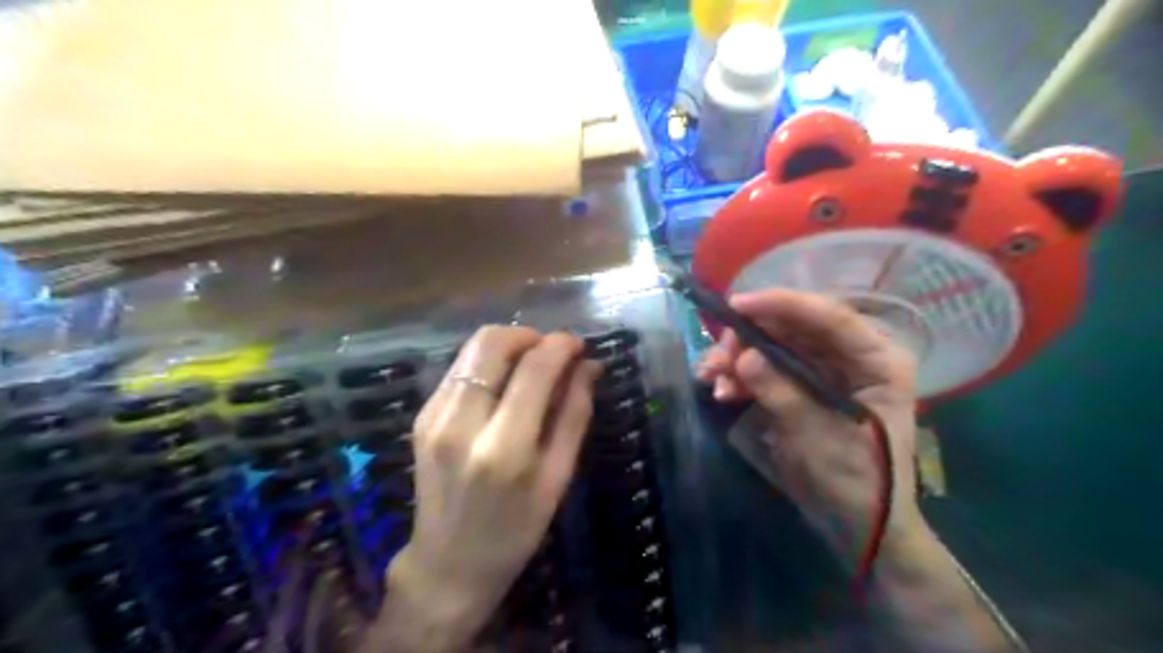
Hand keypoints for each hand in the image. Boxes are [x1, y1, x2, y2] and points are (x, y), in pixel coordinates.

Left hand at [397, 326, 603, 636]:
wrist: (447, 566)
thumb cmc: (515, 530)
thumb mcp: (558, 478)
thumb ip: (574, 414)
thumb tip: (588, 366)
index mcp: (503, 447)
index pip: (534, 368)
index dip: (561, 345)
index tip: (579, 345)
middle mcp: (461, 422)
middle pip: (492, 342)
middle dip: (529, 335)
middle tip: (553, 353)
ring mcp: (433, 416)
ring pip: (472, 348)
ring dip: (509, 345)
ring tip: (532, 366)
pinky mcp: (421, 416)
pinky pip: (459, 368)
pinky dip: (488, 363)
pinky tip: (504, 384)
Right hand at [700, 287, 927, 560]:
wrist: (855, 524)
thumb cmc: (855, 483)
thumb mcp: (818, 438)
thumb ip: (782, 393)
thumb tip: (742, 357)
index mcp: (877, 361)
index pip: (830, 317)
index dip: (782, 305)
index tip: (737, 305)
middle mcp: (851, 356)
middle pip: (794, 327)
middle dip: (749, 337)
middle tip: (719, 356)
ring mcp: (823, 370)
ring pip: (773, 345)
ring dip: (738, 357)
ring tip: (711, 378)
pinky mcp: (799, 386)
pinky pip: (765, 368)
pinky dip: (740, 375)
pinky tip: (721, 389)